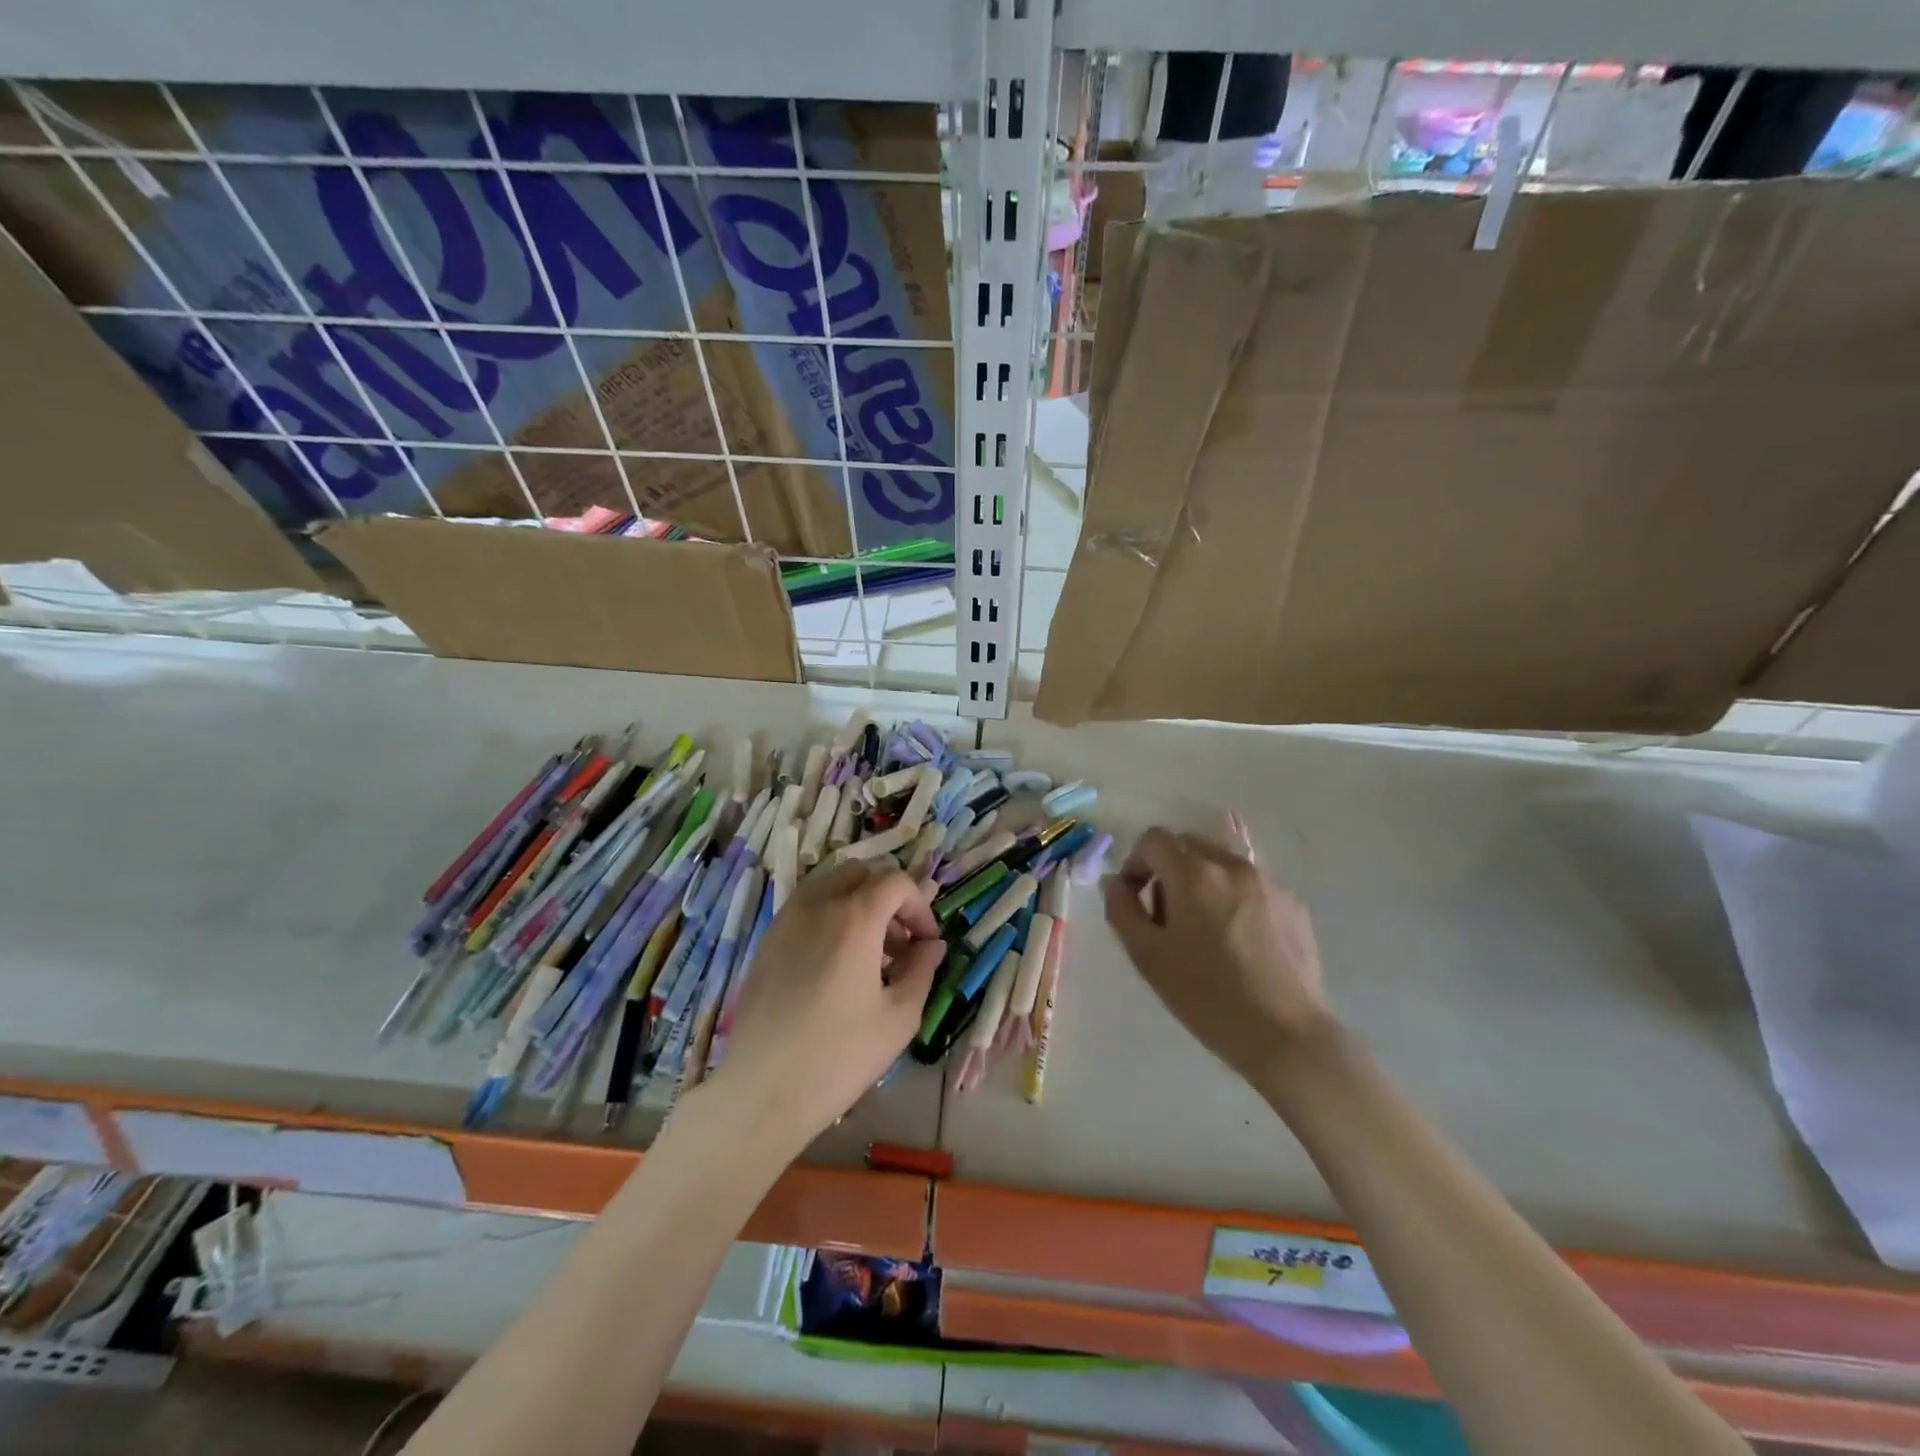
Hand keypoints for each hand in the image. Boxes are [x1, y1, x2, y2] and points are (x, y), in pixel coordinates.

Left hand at [708, 862, 944, 1148]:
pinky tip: (834, 967)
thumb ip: (922, 970)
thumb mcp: (899, 1017)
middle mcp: (817, 905)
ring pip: (829, 885)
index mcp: (854, 917)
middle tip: (899, 944)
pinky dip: (829, 917)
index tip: (927, 943)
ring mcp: (785, 920)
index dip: (920, 906)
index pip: (896, 881)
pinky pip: (805, 908)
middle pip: (861, 873)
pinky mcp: (766, 941)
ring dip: (857, 904)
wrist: (762, 1092)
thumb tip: (932, 945)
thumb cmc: (840, 1056)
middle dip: (888, 898)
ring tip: (867, 955)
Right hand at [1103, 827, 1332, 1085]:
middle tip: (1166, 917)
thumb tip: (1114, 881)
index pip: (1153, 840)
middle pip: (1188, 845)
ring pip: (1221, 863)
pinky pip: (1251, 886)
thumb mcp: (1147, 957)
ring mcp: (1269, 883)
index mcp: (1194, 874)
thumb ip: (1121, 909)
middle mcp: (1233, 866)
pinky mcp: (1294, 905)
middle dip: (1168, 869)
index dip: (1136, 863)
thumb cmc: (1206, 996)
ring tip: (1204, 932)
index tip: (1136, 899)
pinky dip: (1233, 899)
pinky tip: (1238, 944)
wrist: (1285, 1035)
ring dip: (1201, 882)